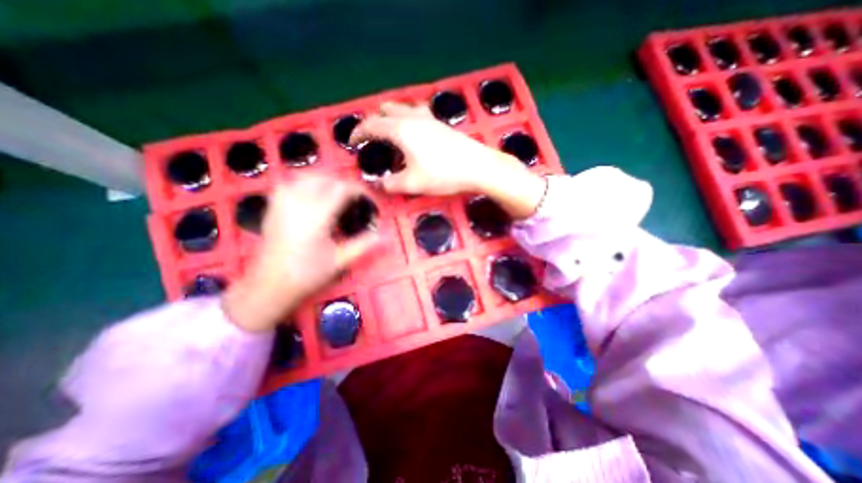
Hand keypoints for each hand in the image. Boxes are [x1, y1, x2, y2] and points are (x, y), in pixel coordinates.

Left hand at [223, 175, 378, 331]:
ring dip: (327, 180)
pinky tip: (315, 195)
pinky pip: (292, 181)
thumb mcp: (340, 261)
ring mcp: (282, 201)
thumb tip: (382, 234)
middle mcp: (297, 202)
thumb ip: (363, 245)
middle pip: (325, 178)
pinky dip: (308, 182)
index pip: (342, 188)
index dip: (359, 190)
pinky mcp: (273, 205)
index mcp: (316, 215)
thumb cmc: (306, 275)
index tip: (369, 199)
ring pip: (308, 175)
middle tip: (357, 199)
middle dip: (344, 184)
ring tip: (339, 195)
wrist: (269, 285)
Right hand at [349, 103, 543, 217]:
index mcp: (401, 130)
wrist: (478, 167)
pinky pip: (417, 114)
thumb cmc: (443, 174)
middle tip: (372, 140)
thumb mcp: (412, 184)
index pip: (371, 125)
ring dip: (391, 118)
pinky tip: (414, 135)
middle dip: (374, 122)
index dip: (358, 132)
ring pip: (402, 109)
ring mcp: (429, 118)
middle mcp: (412, 118)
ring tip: (391, 136)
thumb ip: (390, 184)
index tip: (351, 143)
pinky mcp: (441, 123)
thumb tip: (377, 184)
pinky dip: (407, 120)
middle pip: (386, 110)